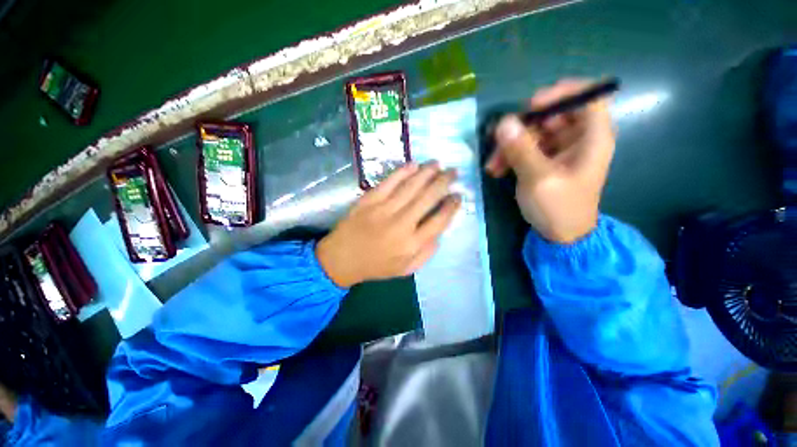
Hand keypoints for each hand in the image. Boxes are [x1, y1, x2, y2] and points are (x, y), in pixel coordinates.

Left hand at [317, 163, 460, 287]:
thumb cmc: (376, 266)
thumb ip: (427, 253)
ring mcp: (384, 209)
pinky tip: (414, 164)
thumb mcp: (406, 269)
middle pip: (428, 198)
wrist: (342, 258)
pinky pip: (389, 182)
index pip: (439, 221)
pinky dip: (403, 171)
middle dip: (444, 182)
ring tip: (438, 164)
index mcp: (411, 244)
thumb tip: (440, 232)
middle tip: (454, 172)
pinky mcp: (369, 200)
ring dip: (427, 172)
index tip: (458, 196)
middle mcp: (401, 224)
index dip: (452, 206)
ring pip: (411, 186)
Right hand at [485, 79, 615, 242]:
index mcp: (592, 137)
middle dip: (522, 128)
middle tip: (500, 142)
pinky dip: (510, 156)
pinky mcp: (546, 159)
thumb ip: (521, 149)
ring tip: (492, 166)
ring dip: (510, 146)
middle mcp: (578, 137)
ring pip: (534, 132)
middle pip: (552, 114)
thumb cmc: (558, 208)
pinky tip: (497, 170)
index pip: (587, 96)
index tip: (531, 106)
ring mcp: (560, 149)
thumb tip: (503, 123)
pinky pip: (527, 147)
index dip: (560, 94)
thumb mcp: (538, 178)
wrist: (560, 235)